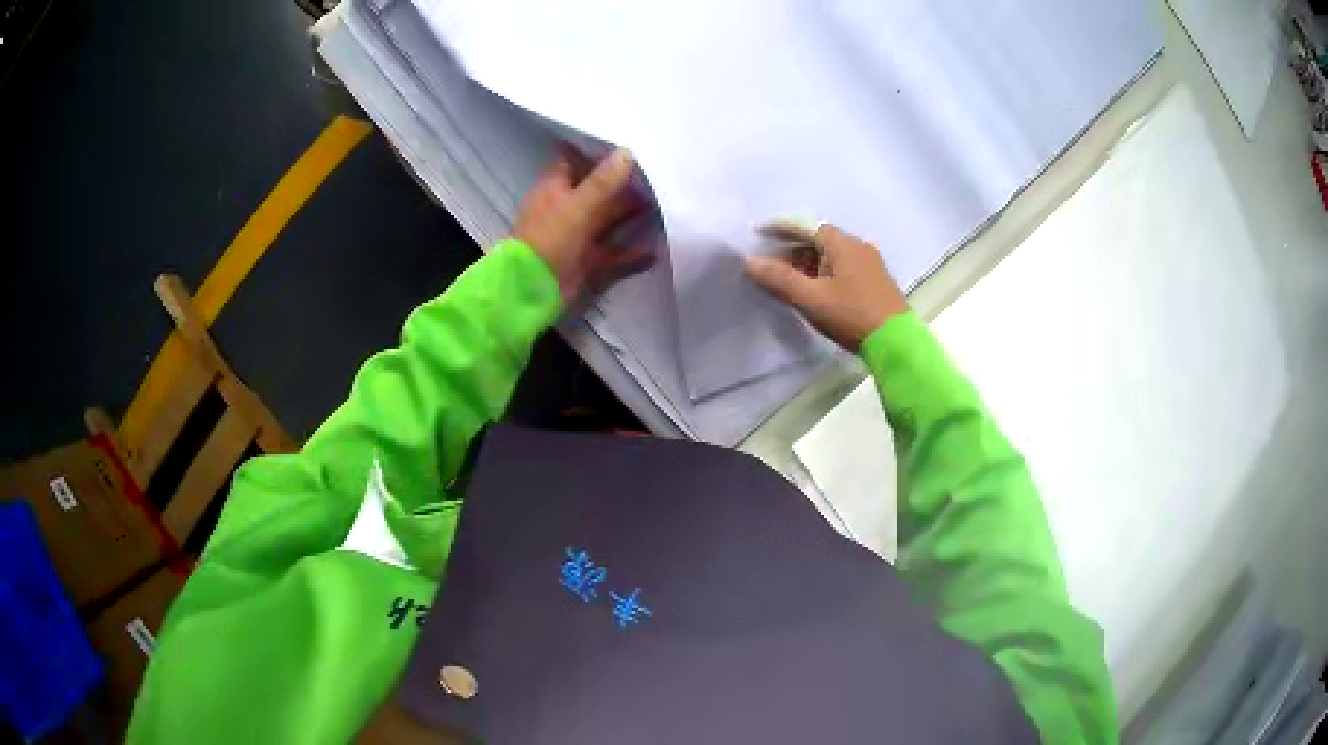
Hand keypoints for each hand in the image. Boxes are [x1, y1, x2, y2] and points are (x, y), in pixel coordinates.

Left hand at [514, 146, 651, 303]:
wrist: (532, 289)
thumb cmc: (550, 238)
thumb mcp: (578, 204)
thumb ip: (604, 180)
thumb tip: (627, 151)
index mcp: (555, 189)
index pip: (572, 161)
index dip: (593, 152)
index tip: (622, 143)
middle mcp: (565, 209)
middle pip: (596, 192)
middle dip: (622, 185)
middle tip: (653, 175)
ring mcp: (574, 237)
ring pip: (606, 222)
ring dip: (629, 216)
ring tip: (661, 207)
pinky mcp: (584, 262)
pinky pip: (612, 255)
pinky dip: (631, 255)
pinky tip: (654, 252)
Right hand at [745, 224, 907, 350]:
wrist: (896, 342)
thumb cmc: (852, 315)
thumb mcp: (811, 299)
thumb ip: (779, 279)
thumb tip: (750, 262)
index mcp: (842, 244)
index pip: (805, 226)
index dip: (780, 227)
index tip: (758, 232)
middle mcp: (857, 246)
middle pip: (818, 239)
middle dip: (791, 249)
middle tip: (769, 265)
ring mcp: (869, 262)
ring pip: (830, 254)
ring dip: (807, 262)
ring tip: (788, 280)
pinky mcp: (875, 280)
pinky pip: (842, 266)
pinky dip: (822, 271)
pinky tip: (814, 288)